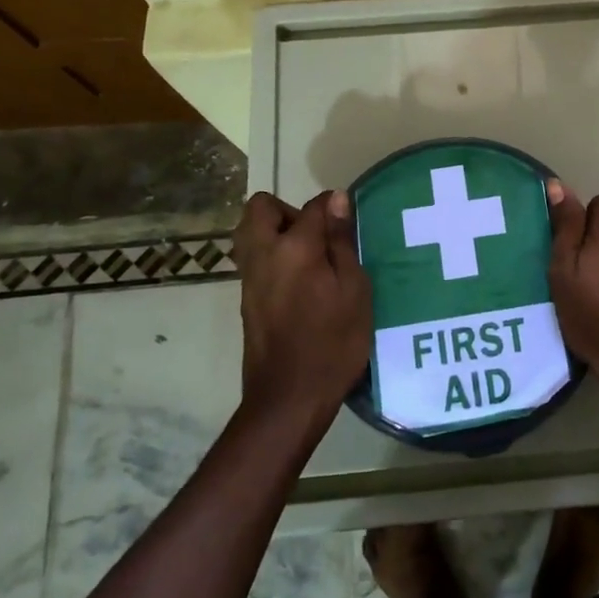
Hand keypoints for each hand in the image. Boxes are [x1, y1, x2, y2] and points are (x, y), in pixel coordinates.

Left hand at [232, 191, 370, 428]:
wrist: (289, 398)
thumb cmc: (333, 342)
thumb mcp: (354, 290)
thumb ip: (342, 241)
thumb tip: (337, 199)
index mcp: (294, 248)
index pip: (313, 206)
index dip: (333, 206)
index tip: (348, 220)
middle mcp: (263, 254)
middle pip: (261, 208)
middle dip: (287, 210)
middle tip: (317, 235)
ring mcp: (249, 278)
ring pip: (249, 232)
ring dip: (275, 232)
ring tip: (309, 258)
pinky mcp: (245, 299)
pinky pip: (253, 258)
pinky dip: (271, 256)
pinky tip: (300, 283)